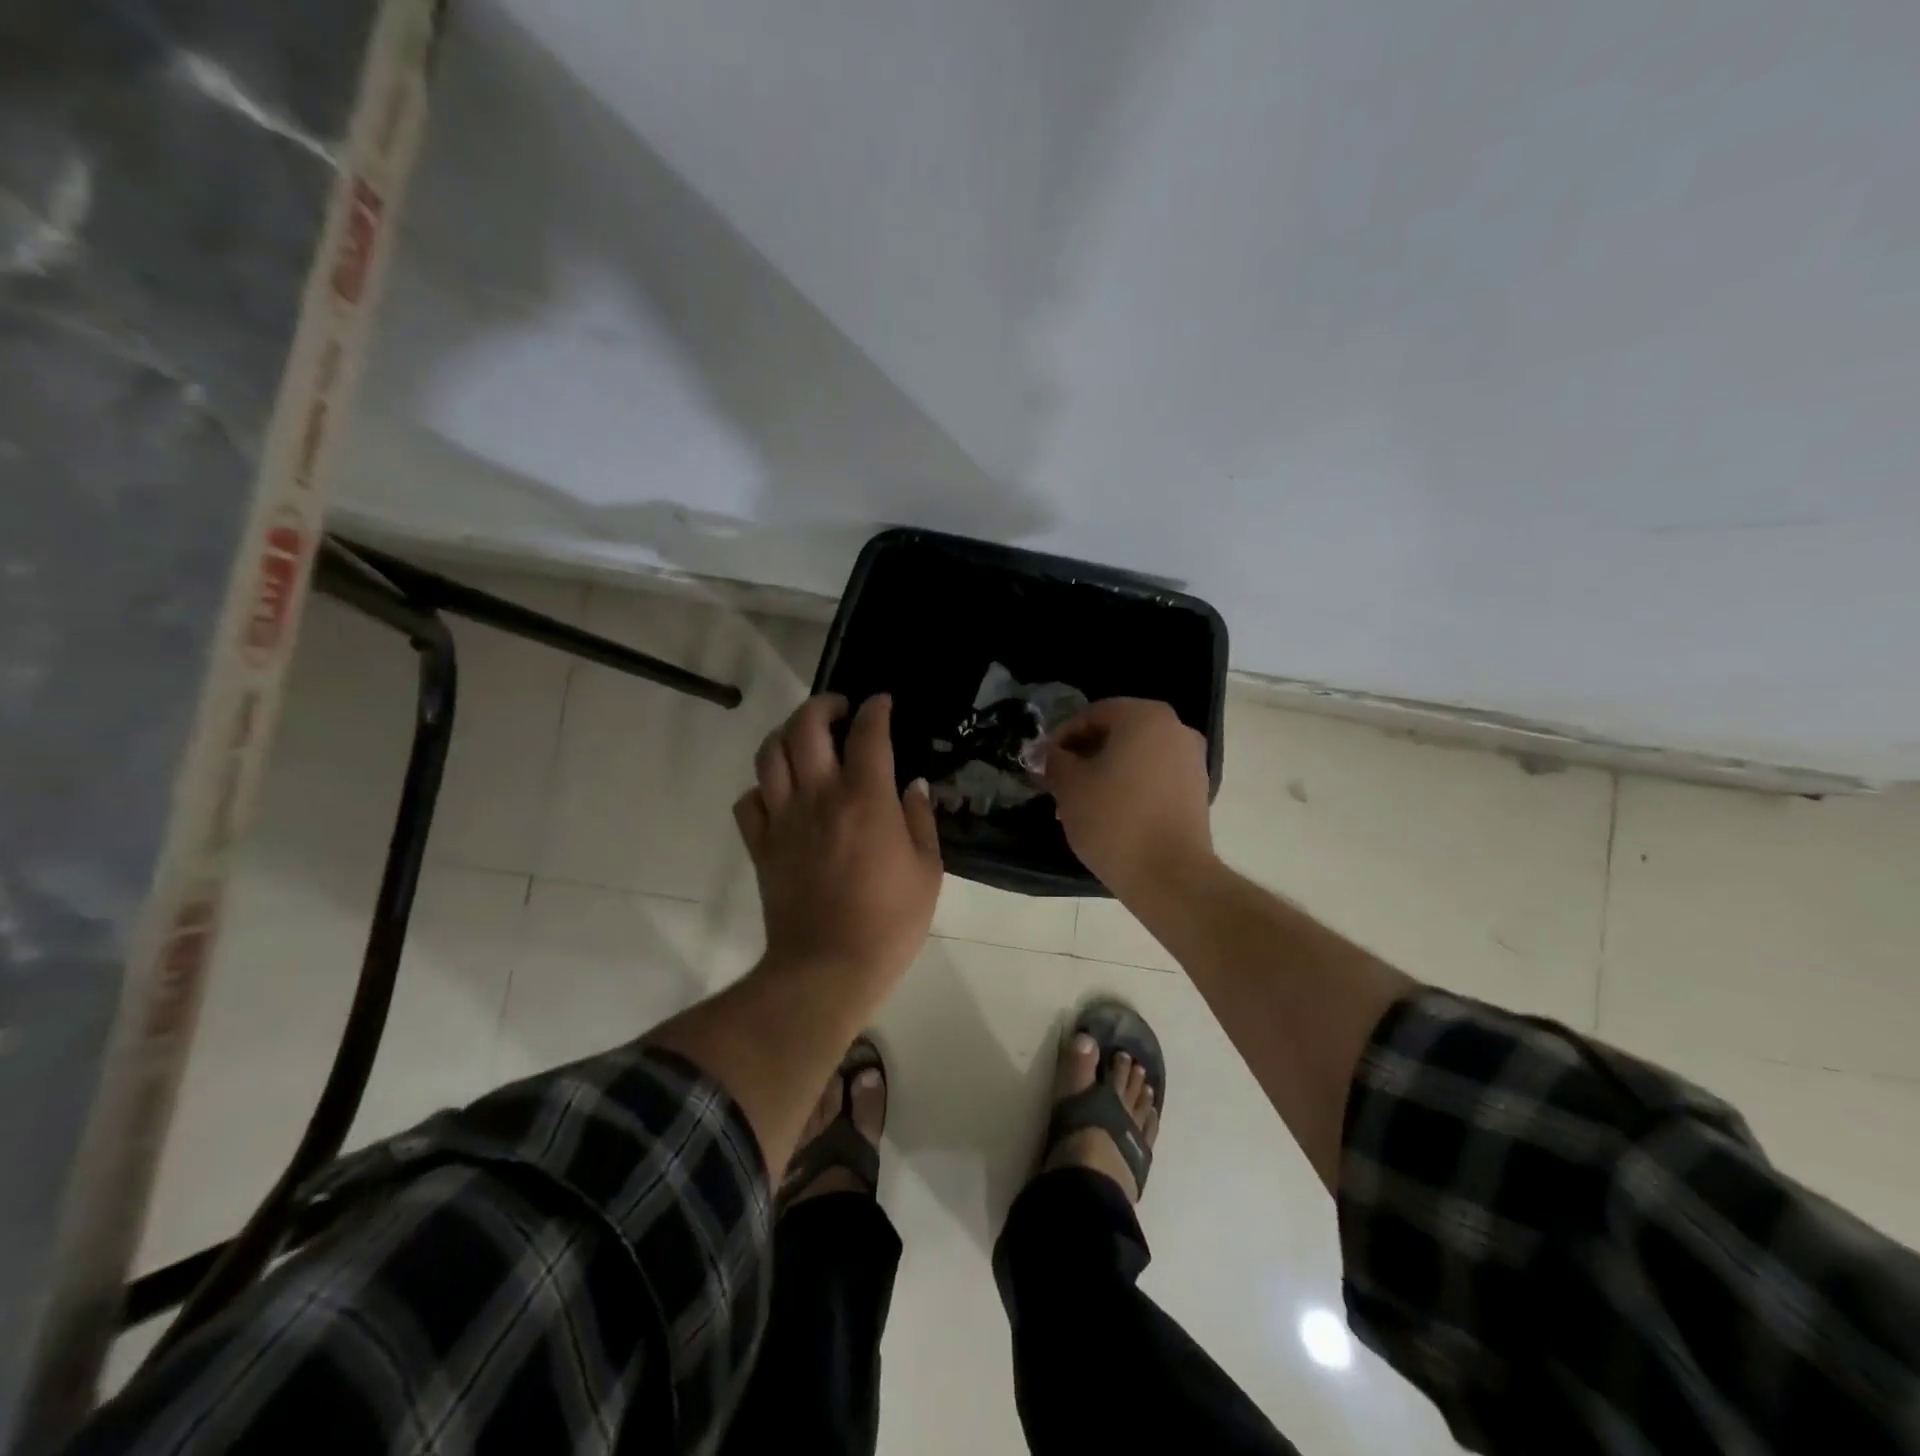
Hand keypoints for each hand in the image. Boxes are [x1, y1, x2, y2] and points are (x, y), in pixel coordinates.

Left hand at [734, 694, 942, 996]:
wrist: (827, 968)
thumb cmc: (889, 922)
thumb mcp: (928, 870)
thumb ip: (921, 819)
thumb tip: (913, 785)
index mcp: (865, 798)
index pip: (868, 733)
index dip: (876, 709)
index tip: (882, 702)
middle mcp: (819, 796)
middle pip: (805, 727)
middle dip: (823, 705)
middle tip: (840, 711)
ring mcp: (783, 819)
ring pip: (769, 754)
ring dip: (787, 734)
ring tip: (805, 739)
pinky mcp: (760, 845)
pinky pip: (749, 800)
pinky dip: (763, 787)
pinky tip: (781, 793)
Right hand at [1039, 698, 1213, 898]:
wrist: (1169, 875)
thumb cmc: (1114, 819)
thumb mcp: (1069, 786)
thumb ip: (1056, 760)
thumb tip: (1051, 754)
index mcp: (1144, 717)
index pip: (1092, 714)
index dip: (1062, 737)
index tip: (1044, 764)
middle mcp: (1175, 729)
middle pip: (1117, 734)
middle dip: (1084, 756)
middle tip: (1059, 784)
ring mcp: (1191, 761)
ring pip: (1135, 757)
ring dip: (1105, 773)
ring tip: (1080, 805)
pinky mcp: (1197, 791)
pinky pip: (1154, 778)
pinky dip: (1130, 788)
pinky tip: (1109, 816)